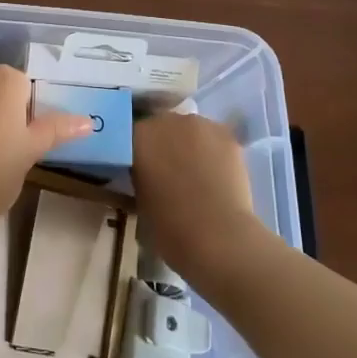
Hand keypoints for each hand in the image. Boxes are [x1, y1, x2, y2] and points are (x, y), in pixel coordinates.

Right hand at [131, 113, 269, 283]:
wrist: (218, 237)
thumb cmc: (169, 226)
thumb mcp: (138, 201)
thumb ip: (138, 177)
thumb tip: (143, 174)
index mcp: (137, 136)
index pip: (130, 136)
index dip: (136, 152)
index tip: (139, 169)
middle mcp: (165, 120)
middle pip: (161, 126)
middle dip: (162, 144)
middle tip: (167, 171)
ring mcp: (198, 124)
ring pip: (189, 129)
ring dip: (188, 144)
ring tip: (195, 172)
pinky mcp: (226, 134)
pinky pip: (213, 137)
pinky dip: (212, 150)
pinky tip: (216, 173)